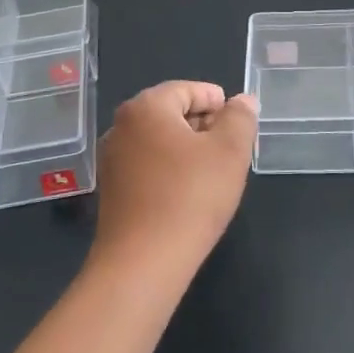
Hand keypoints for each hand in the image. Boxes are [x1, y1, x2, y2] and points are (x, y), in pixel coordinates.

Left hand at [90, 82, 257, 283]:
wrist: (142, 263)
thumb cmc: (190, 197)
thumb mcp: (229, 152)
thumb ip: (240, 118)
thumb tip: (242, 100)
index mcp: (146, 107)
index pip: (187, 89)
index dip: (216, 100)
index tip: (238, 120)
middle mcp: (121, 126)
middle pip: (170, 112)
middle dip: (202, 124)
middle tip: (231, 146)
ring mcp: (112, 159)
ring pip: (158, 140)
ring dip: (186, 148)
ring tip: (214, 170)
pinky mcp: (112, 190)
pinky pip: (146, 165)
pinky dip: (169, 169)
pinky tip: (189, 192)